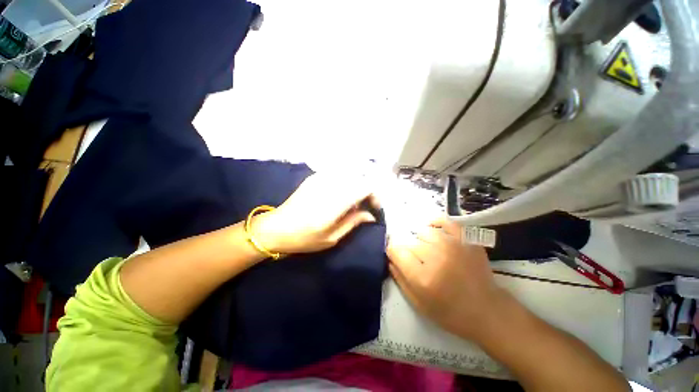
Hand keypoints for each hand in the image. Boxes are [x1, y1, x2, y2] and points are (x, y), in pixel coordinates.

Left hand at [252, 173, 379, 253]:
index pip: (365, 187)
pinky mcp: (314, 177)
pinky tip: (341, 193)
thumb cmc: (303, 238)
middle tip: (365, 205)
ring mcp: (320, 178)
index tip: (374, 207)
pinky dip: (346, 181)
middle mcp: (329, 185)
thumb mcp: (331, 238)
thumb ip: (353, 223)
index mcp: (334, 202)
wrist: (274, 228)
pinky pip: (338, 174)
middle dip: (367, 189)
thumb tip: (370, 215)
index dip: (375, 194)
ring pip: (349, 173)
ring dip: (356, 184)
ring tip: (353, 201)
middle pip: (359, 177)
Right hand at [387, 219, 506, 339]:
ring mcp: (453, 245)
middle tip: (419, 263)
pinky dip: (436, 222)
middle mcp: (436, 257)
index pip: (396, 251)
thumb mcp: (418, 303)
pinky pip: (445, 221)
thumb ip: (400, 278)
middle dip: (410, 252)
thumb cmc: (450, 313)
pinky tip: (433, 228)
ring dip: (422, 242)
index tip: (397, 257)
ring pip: (424, 232)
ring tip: (430, 252)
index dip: (393, 253)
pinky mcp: (466, 240)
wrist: (488, 312)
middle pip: (410, 243)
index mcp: (422, 276)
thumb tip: (390, 258)